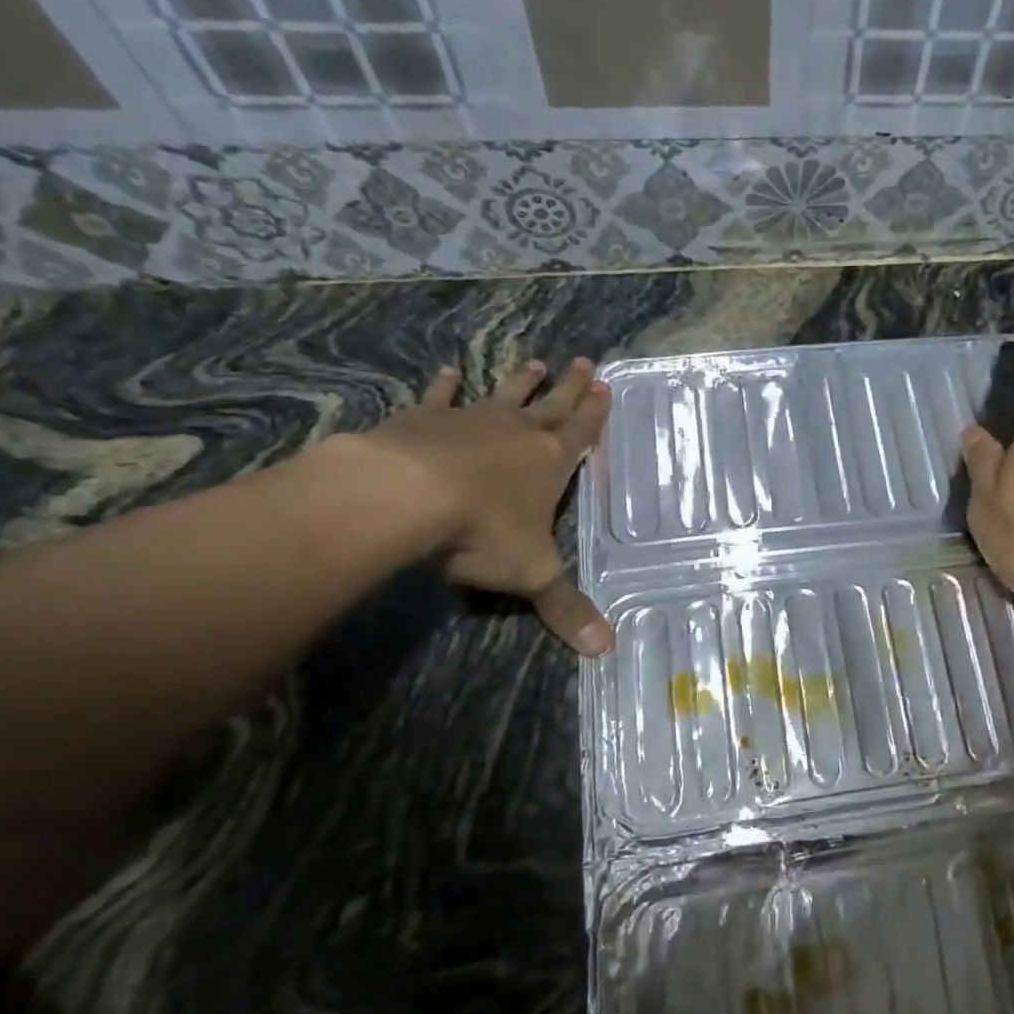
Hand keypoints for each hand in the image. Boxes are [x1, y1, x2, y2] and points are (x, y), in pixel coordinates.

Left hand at [360, 356, 613, 654]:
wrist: (407, 496)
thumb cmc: (483, 531)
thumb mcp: (532, 574)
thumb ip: (565, 608)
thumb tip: (604, 651)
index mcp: (550, 463)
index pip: (582, 433)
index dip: (596, 413)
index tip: (606, 386)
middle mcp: (518, 434)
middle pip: (553, 404)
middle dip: (571, 387)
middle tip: (585, 362)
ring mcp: (471, 421)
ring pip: (504, 395)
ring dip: (521, 380)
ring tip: (535, 362)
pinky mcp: (424, 419)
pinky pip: (439, 398)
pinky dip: (443, 386)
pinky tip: (447, 371)